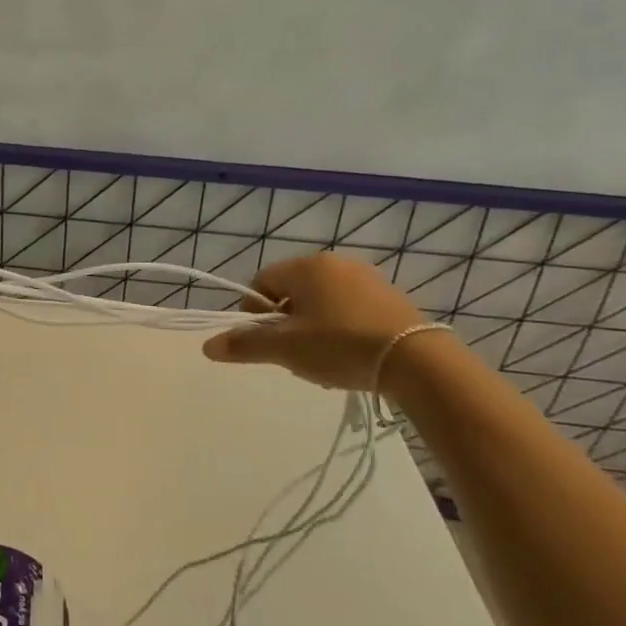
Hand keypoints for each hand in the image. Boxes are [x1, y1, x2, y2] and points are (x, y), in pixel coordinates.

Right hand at [201, 252, 429, 391]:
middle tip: (292, 355)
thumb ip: (245, 344)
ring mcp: (367, 279)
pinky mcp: (391, 298)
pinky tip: (350, 356)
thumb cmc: (340, 346)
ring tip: (322, 361)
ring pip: (321, 302)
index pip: (262, 283)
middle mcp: (335, 263)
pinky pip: (350, 309)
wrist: (418, 362)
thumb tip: (207, 346)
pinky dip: (341, 329)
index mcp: (306, 266)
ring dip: (312, 328)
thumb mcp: (286, 349)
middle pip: (292, 292)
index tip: (263, 342)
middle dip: (285, 323)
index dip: (254, 313)